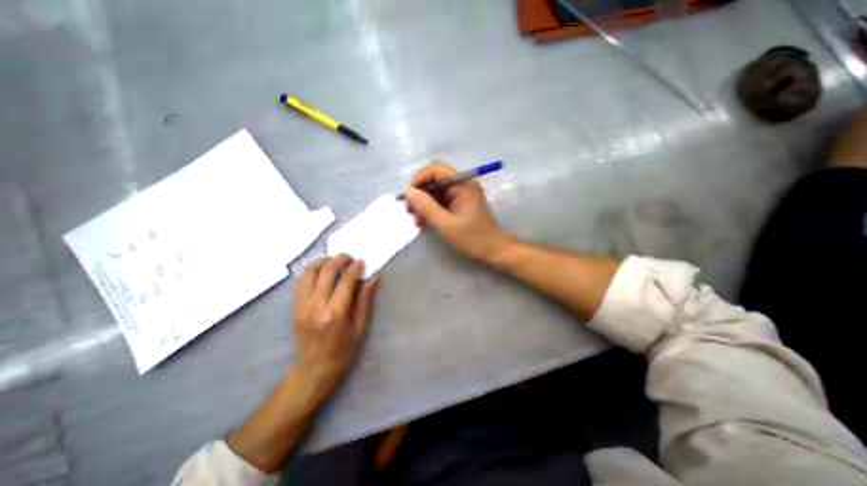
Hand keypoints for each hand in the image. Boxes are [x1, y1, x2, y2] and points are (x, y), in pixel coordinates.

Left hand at [292, 255, 379, 405]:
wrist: (313, 369)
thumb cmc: (343, 350)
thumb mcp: (359, 326)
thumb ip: (364, 299)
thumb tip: (373, 278)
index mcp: (336, 313)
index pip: (345, 281)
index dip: (355, 267)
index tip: (362, 262)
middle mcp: (316, 306)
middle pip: (326, 272)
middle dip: (339, 259)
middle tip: (349, 257)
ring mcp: (302, 306)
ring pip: (309, 273)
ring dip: (323, 261)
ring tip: (334, 260)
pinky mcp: (294, 307)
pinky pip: (301, 281)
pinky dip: (311, 270)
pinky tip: (321, 270)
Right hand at [406, 162, 513, 263]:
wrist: (493, 250)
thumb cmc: (472, 238)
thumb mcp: (445, 224)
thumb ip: (426, 206)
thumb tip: (408, 190)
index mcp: (462, 184)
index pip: (435, 169)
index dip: (419, 179)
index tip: (408, 196)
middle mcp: (462, 184)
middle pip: (434, 180)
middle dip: (420, 195)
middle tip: (410, 212)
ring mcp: (461, 194)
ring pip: (435, 192)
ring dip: (424, 205)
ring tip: (418, 222)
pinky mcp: (460, 203)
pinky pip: (441, 201)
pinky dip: (431, 210)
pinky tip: (425, 223)